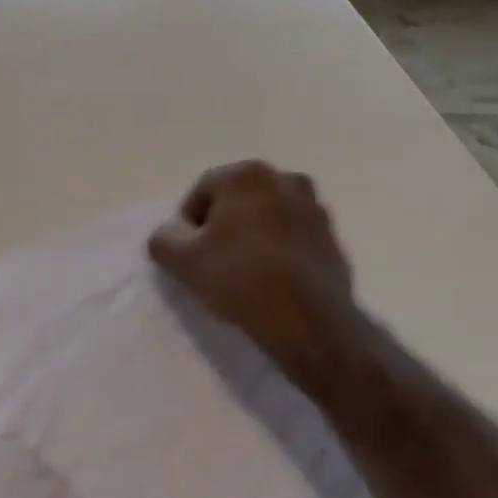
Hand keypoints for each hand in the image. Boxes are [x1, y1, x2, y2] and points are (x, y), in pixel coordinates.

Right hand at [148, 160, 358, 386]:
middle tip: (213, 261)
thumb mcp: (182, 260)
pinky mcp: (333, 238)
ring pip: (268, 217)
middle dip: (224, 224)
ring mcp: (315, 208)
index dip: (188, 223)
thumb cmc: (240, 279)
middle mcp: (285, 179)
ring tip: (245, 272)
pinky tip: (273, 280)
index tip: (188, 254)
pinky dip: (280, 250)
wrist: (310, 323)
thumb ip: (163, 237)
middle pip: (238, 200)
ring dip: (254, 235)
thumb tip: (170, 234)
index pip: (202, 192)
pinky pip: (294, 237)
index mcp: (247, 174)